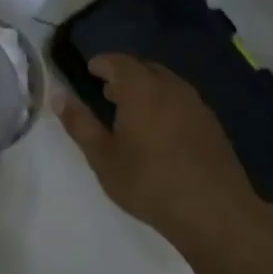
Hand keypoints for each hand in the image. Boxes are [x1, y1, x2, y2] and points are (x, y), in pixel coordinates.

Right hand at [56, 55, 268, 245]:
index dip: (103, 63)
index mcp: (142, 90)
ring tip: (131, 110)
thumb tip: (58, 97)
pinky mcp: (212, 124)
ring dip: (146, 88)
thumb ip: (80, 124)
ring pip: (167, 84)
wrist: (214, 211)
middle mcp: (171, 88)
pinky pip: (182, 101)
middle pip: (145, 68)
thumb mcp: (104, 158)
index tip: (90, 69)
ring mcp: (196, 105)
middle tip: (107, 91)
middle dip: (125, 74)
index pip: (119, 62)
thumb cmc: (149, 183)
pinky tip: (159, 130)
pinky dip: (165, 103)